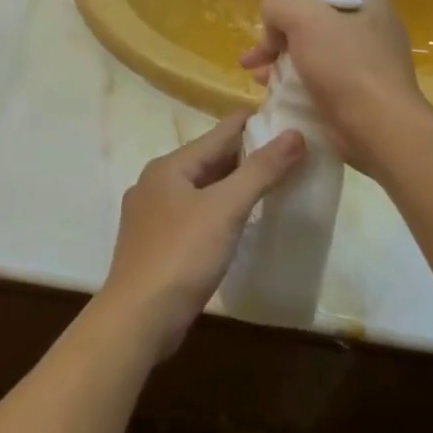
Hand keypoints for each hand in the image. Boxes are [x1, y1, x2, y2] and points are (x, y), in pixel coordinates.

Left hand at [98, 115, 304, 359]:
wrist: (138, 318)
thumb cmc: (182, 255)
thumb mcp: (226, 209)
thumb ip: (261, 171)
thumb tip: (295, 134)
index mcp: (169, 166)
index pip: (218, 134)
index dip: (251, 124)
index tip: (284, 114)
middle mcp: (156, 183)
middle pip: (208, 161)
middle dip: (245, 156)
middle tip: (287, 152)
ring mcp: (152, 215)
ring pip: (200, 189)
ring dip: (232, 185)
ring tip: (269, 184)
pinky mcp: (155, 244)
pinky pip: (194, 214)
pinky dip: (218, 210)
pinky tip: (236, 223)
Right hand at [239, 0, 432, 177]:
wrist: (379, 129)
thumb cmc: (345, 66)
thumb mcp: (303, 17)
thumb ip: (277, 4)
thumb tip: (273, 24)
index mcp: (367, 0)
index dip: (286, 1)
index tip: (269, 25)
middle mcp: (371, 26)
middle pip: (310, 20)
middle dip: (276, 37)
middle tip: (254, 56)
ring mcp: (367, 61)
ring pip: (311, 51)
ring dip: (281, 61)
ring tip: (257, 77)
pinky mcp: (360, 92)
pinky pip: (319, 78)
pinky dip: (296, 82)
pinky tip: (276, 93)